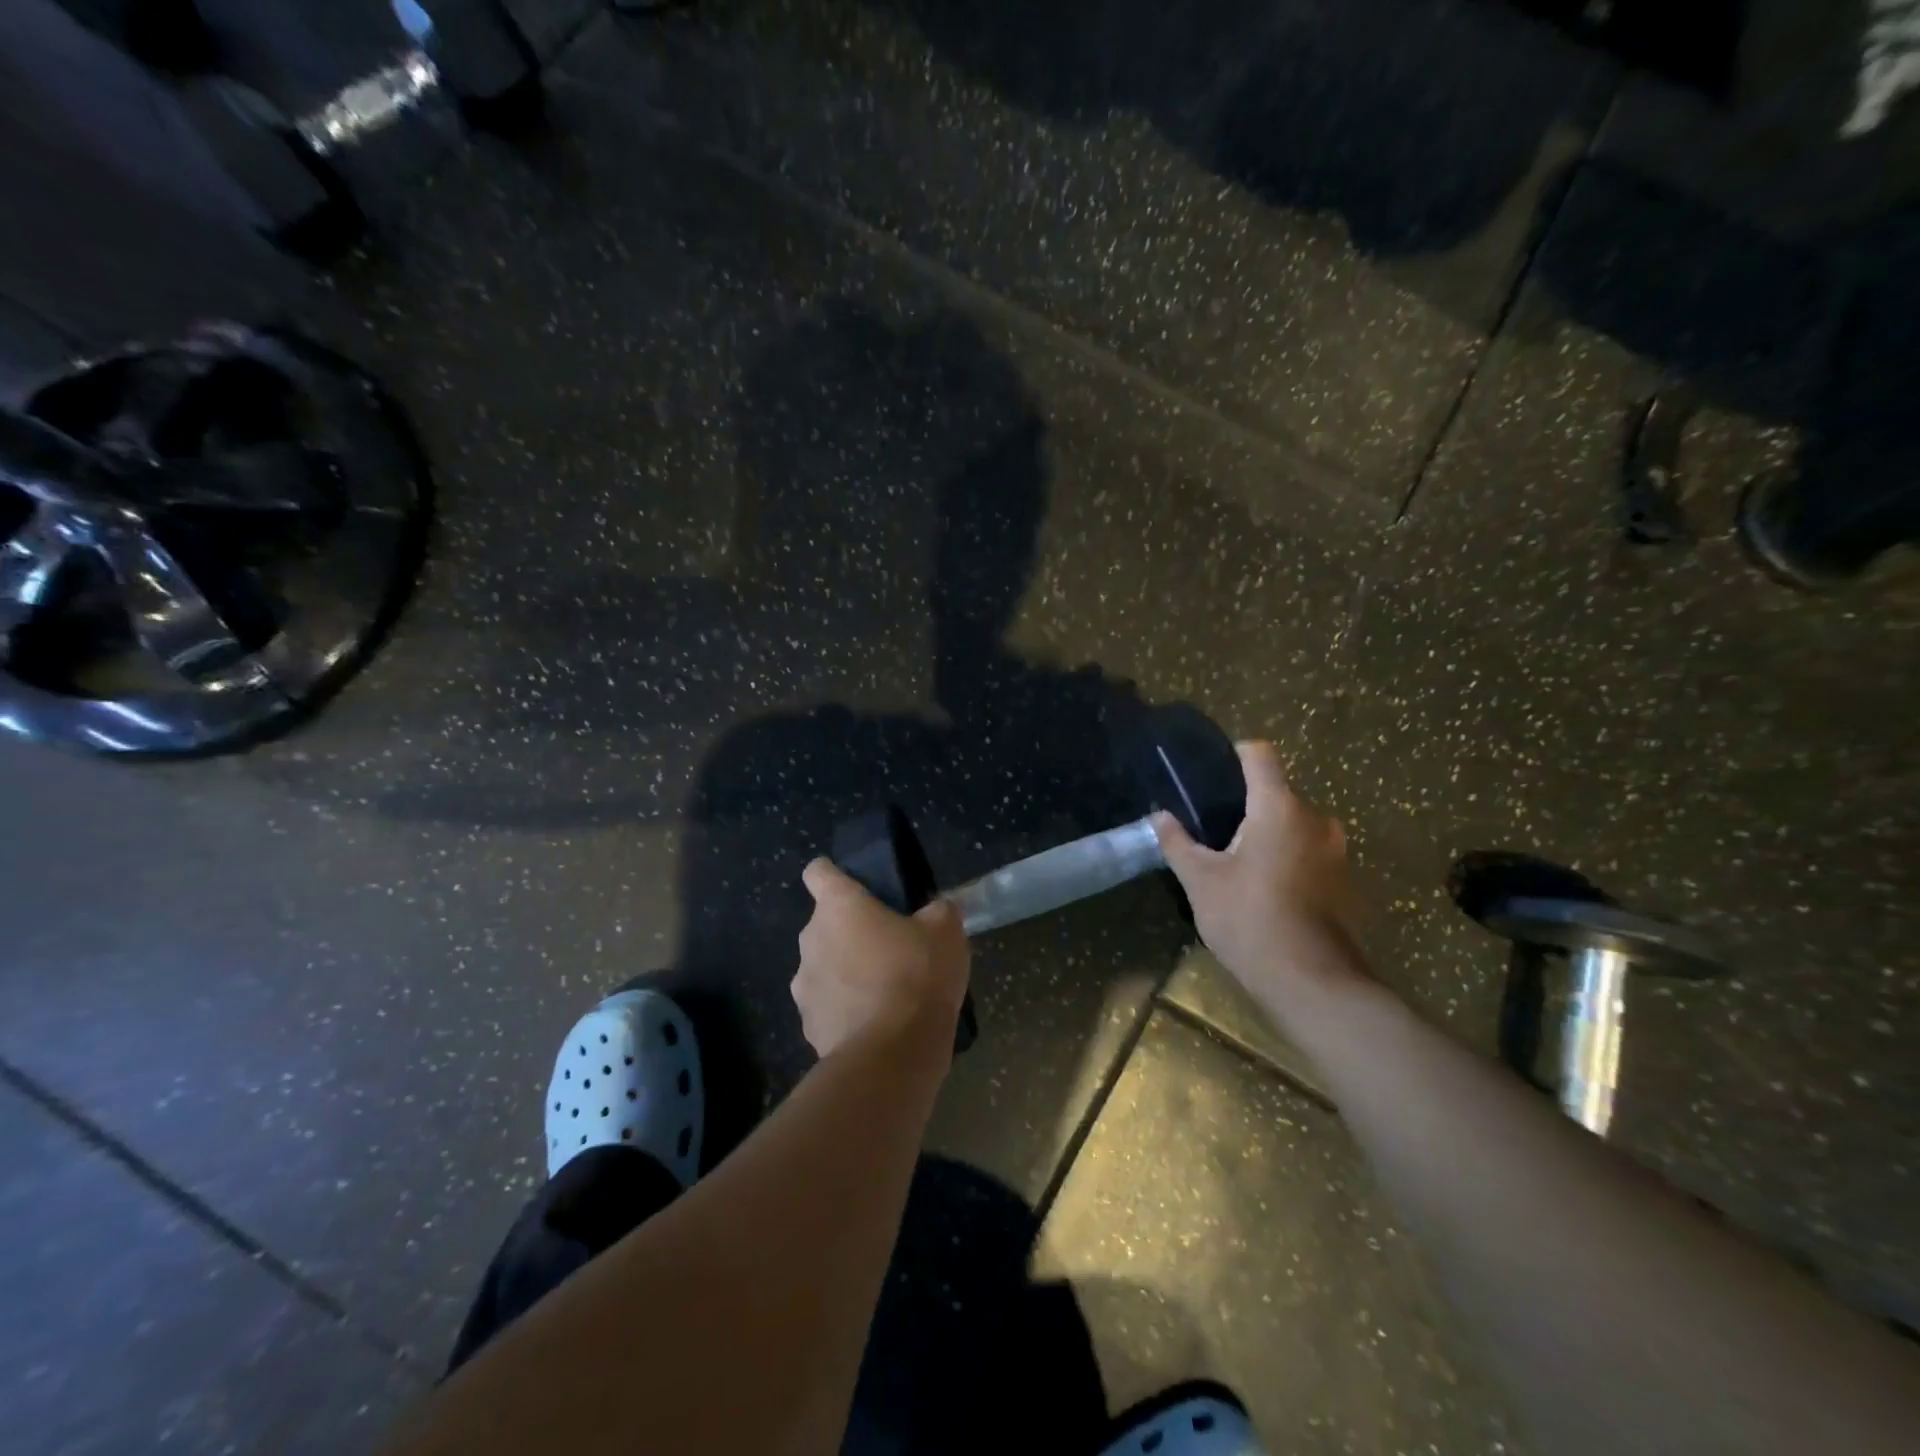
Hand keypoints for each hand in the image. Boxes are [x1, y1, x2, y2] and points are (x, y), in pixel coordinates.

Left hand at [793, 859, 970, 1060]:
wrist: (892, 1054)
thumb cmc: (916, 975)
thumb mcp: (946, 931)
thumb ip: (938, 910)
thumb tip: (934, 910)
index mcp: (839, 907)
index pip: (818, 872)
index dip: (834, 874)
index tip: (857, 887)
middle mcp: (811, 939)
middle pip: (825, 923)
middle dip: (851, 931)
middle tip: (890, 946)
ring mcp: (804, 985)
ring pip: (823, 965)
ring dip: (846, 971)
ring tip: (884, 990)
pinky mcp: (808, 1025)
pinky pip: (827, 1005)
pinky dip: (846, 1009)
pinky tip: (876, 1023)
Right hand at [1154, 741, 1367, 1013]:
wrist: (1313, 983)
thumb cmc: (1249, 919)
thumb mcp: (1200, 880)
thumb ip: (1177, 842)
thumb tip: (1159, 816)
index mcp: (1279, 807)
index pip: (1259, 754)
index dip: (1233, 756)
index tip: (1210, 777)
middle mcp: (1315, 818)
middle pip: (1276, 792)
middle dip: (1245, 806)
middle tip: (1212, 833)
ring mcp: (1335, 850)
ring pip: (1293, 824)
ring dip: (1267, 835)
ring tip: (1236, 865)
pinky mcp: (1343, 880)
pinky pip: (1308, 852)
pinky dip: (1286, 859)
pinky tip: (1264, 890)